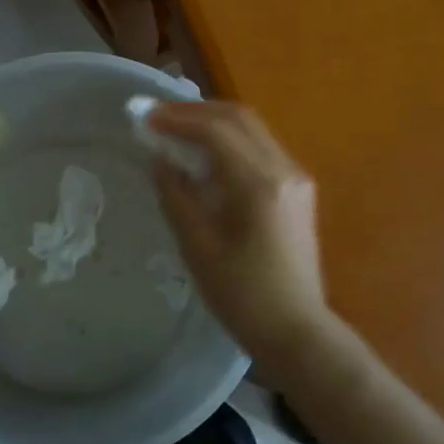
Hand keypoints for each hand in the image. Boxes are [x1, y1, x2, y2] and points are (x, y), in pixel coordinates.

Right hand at [149, 102, 333, 359]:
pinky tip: (205, 155)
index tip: (145, 119)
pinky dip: (229, 140)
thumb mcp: (197, 246)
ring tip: (176, 131)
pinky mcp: (297, 189)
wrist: (296, 332)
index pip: (217, 130)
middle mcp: (284, 169)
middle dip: (196, 112)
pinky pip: (260, 148)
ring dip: (213, 123)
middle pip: (239, 118)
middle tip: (159, 118)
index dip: (177, 118)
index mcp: (260, 184)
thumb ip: (176, 194)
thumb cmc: (242, 296)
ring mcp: (296, 177)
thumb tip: (160, 158)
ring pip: (252, 129)